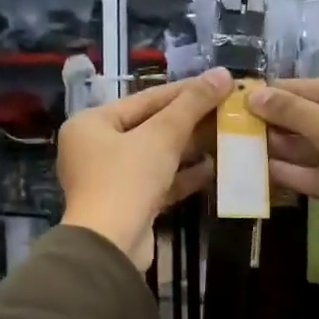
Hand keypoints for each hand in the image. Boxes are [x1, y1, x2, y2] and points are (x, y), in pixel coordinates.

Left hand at [59, 68, 233, 269]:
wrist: (111, 245)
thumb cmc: (127, 179)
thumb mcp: (161, 136)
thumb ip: (192, 104)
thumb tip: (223, 73)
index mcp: (91, 123)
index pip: (144, 99)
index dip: (184, 90)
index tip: (218, 83)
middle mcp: (95, 148)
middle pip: (149, 127)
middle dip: (189, 121)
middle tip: (227, 110)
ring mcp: (109, 179)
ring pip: (155, 156)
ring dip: (189, 148)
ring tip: (226, 136)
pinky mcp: (127, 205)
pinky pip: (158, 182)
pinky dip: (182, 175)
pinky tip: (213, 168)